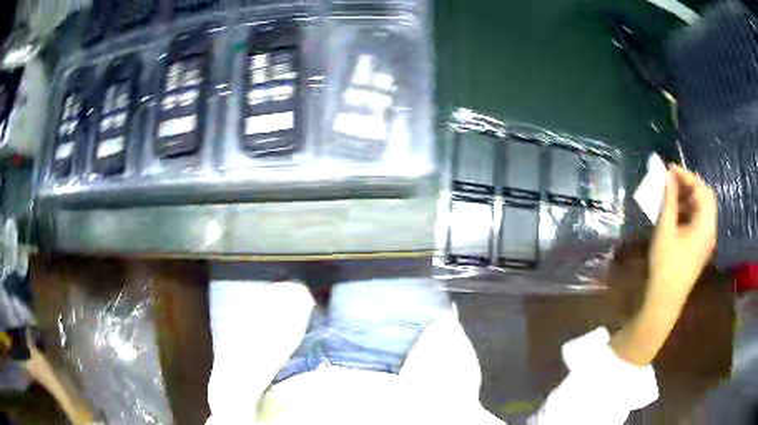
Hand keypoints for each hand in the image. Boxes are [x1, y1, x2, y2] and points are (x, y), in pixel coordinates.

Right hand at [611, 164, 716, 366]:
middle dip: (689, 185)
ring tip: (671, 195)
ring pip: (702, 209)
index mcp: (706, 225)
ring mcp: (706, 241)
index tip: (669, 169)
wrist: (664, 302)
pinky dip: (688, 211)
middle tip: (671, 180)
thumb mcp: (665, 229)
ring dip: (688, 198)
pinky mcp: (700, 248)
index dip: (687, 176)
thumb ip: (669, 200)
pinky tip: (675, 214)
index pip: (702, 190)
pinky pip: (698, 221)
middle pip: (705, 198)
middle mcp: (710, 230)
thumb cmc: (665, 266)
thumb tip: (668, 175)